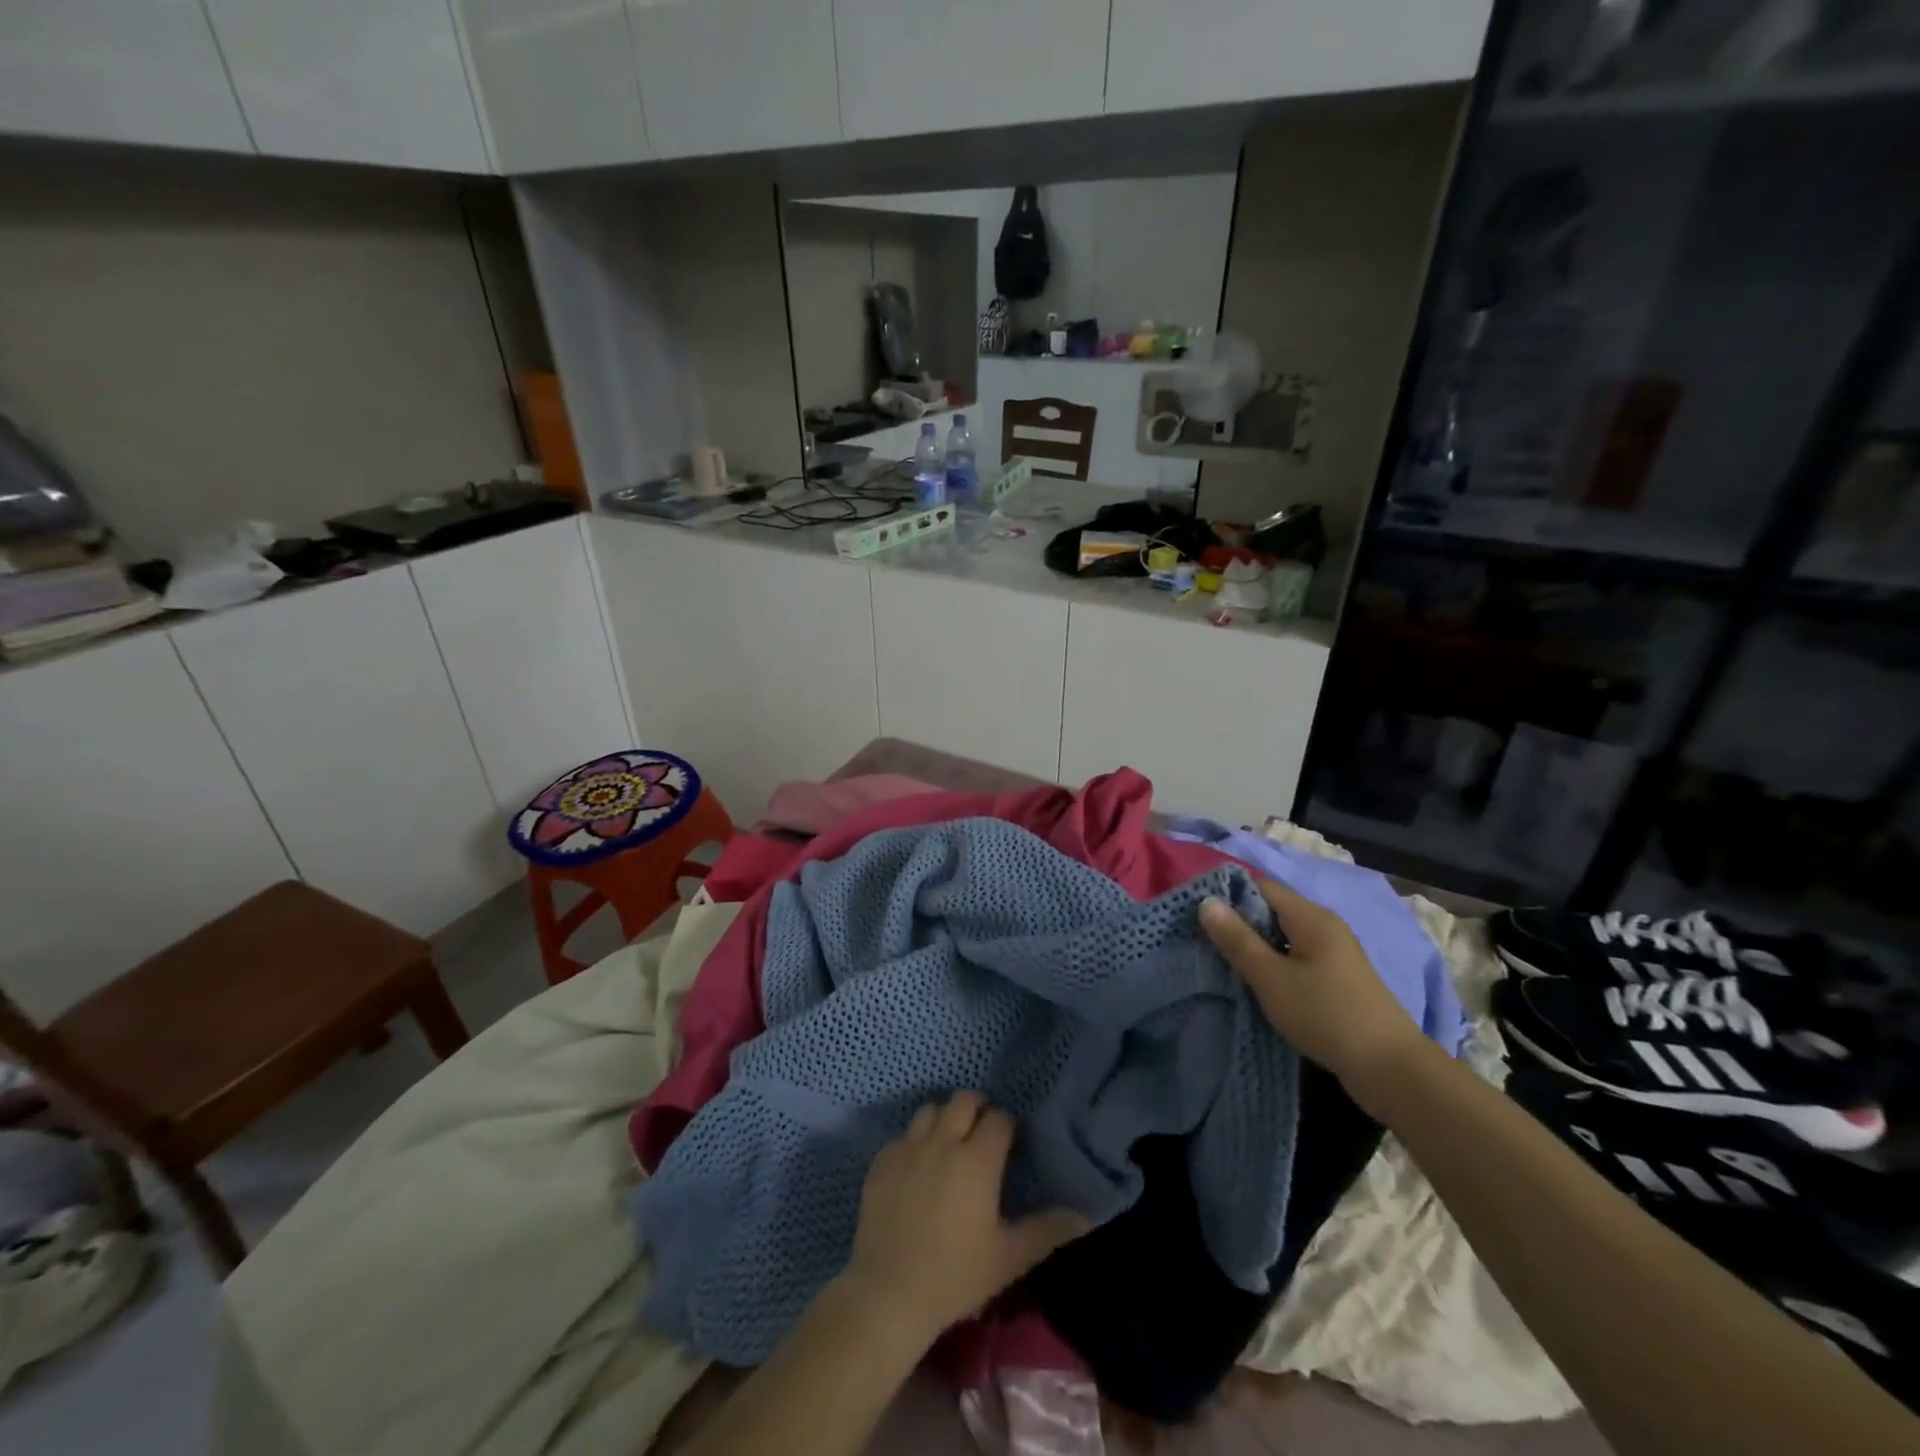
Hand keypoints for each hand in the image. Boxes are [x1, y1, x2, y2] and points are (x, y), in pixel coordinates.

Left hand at [837, 1091, 1087, 1346]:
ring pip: (930, 1109)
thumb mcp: (1009, 1258)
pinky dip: (914, 1141)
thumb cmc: (956, 1274)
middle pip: (963, 1100)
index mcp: (978, 1159)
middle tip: (982, 1130)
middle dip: (977, 1107)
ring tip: (950, 1141)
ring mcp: (908, 1147)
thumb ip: (1048, 1231)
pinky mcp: (882, 1161)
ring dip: (944, 1117)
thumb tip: (1086, 1216)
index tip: (1010, 1142)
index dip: (1007, 1125)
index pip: (999, 1119)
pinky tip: (917, 1166)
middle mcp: (943, 1141)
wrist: (889, 1291)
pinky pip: (902, 1136)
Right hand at [1201, 877, 1427, 1093]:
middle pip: (1271, 909)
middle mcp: (1324, 926)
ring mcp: (1334, 953)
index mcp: (1310, 917)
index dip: (1226, 893)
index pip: (1259, 886)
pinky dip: (1273, 962)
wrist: (1391, 1069)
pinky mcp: (1337, 978)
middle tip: (1202, 938)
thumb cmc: (1325, 1014)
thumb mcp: (1271, 977)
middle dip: (1237, 920)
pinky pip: (1295, 956)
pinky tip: (1256, 980)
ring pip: (1282, 935)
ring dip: (1254, 944)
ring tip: (1221, 959)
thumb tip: (1206, 901)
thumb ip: (1237, 939)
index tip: (1194, 911)